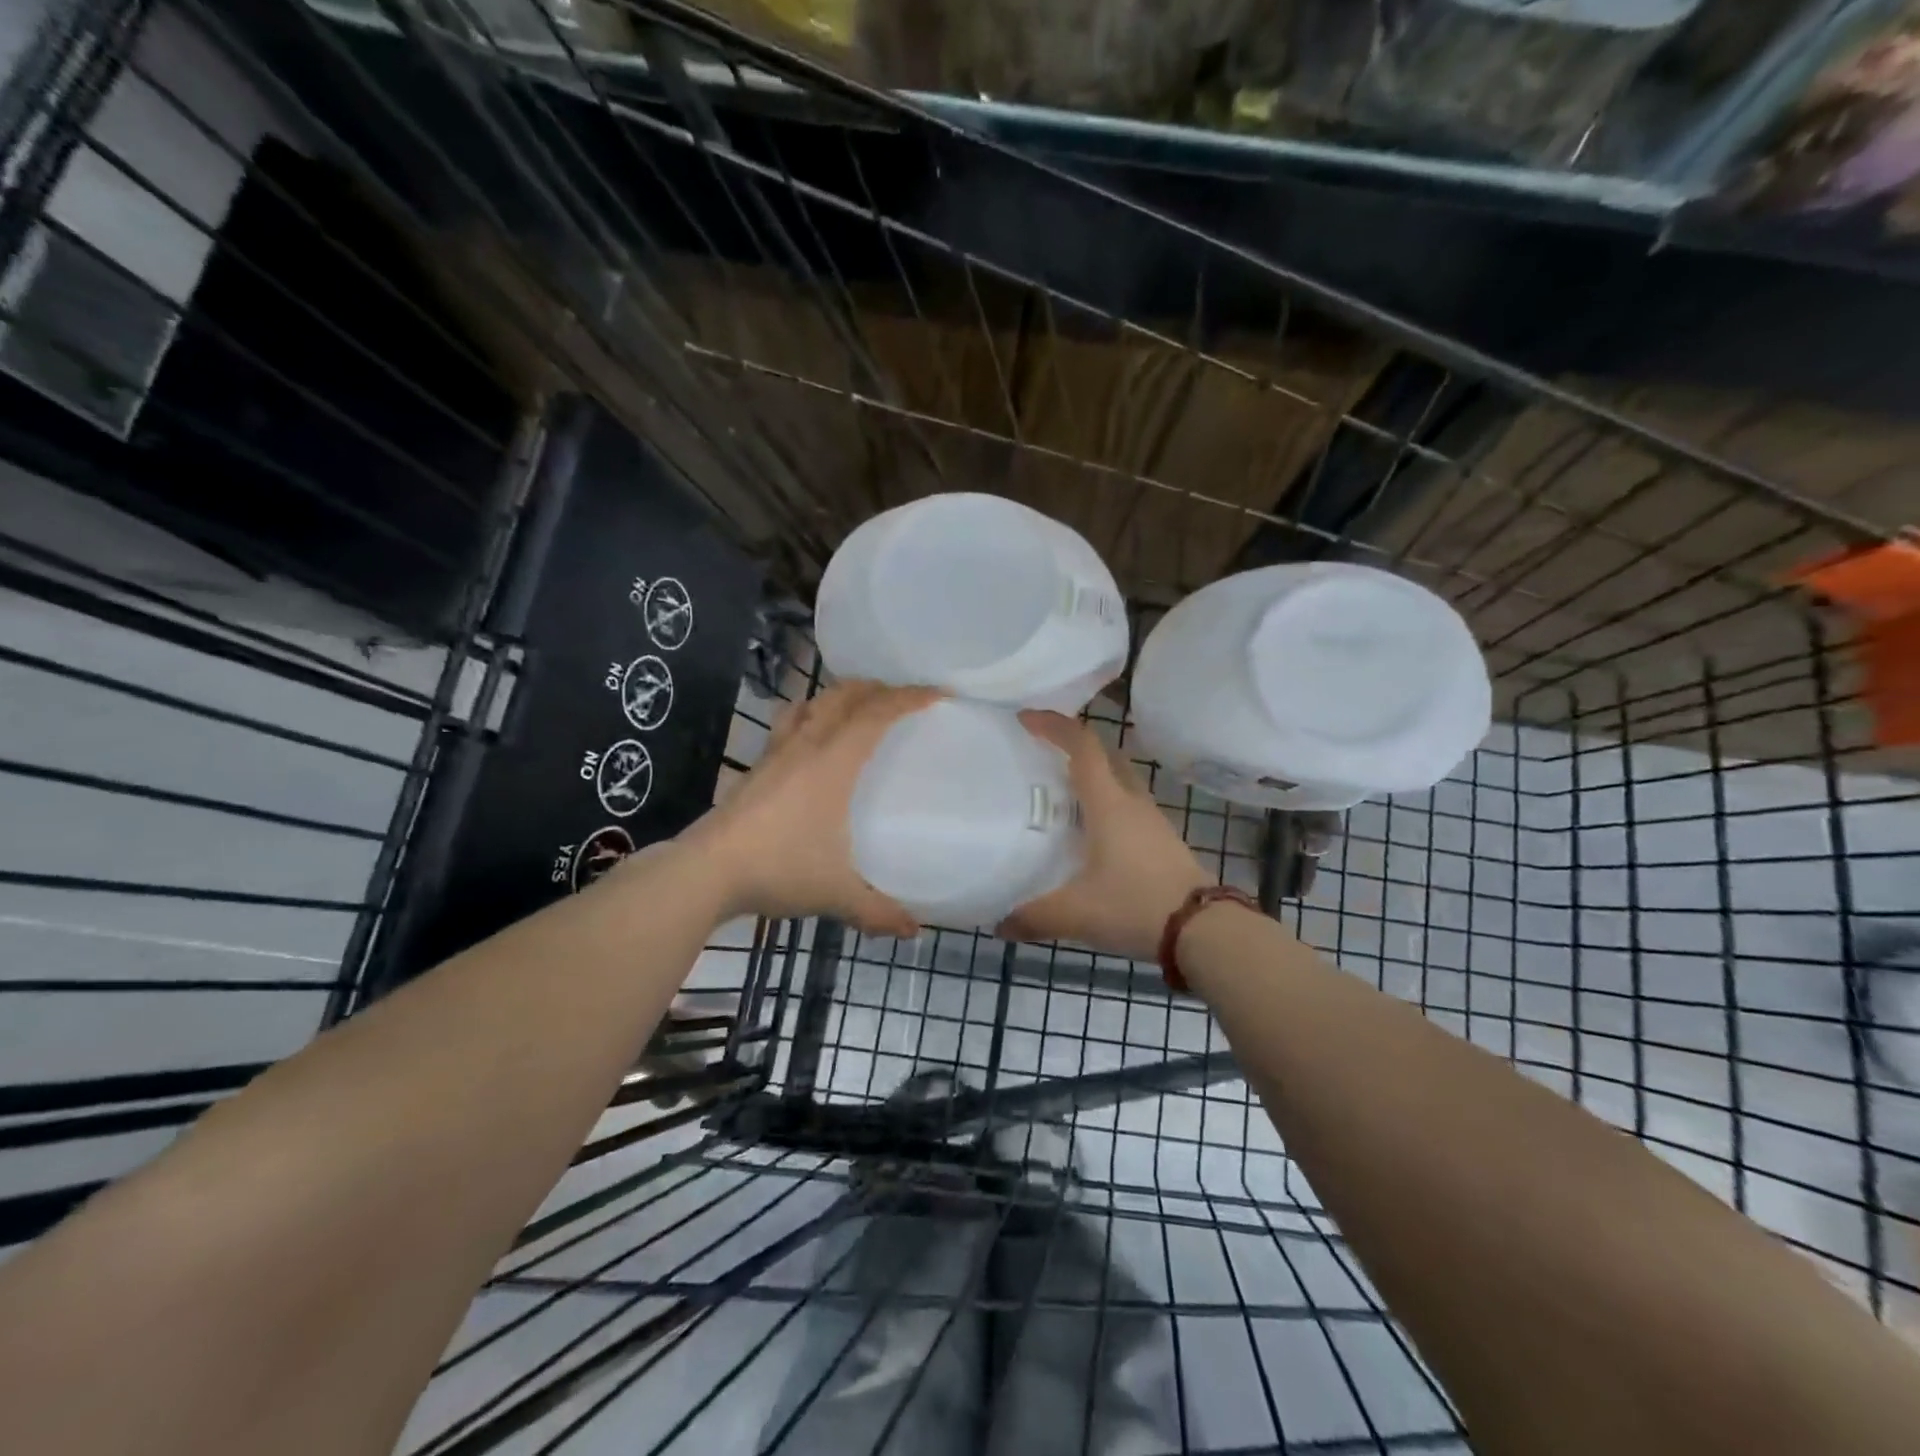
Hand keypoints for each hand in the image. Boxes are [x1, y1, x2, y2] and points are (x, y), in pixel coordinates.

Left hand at [680, 681, 939, 936]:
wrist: (705, 872)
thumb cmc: (778, 869)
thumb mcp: (835, 894)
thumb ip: (877, 911)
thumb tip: (913, 930)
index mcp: (833, 762)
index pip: (877, 713)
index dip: (910, 697)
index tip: (938, 693)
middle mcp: (806, 745)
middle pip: (844, 696)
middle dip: (877, 689)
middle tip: (902, 701)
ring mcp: (776, 753)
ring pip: (812, 703)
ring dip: (839, 697)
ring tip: (858, 709)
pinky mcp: (756, 767)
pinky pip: (788, 724)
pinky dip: (809, 716)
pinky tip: (811, 740)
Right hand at [996, 711, 1212, 960]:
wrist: (1203, 930)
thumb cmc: (1135, 905)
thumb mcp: (1076, 913)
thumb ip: (1033, 916)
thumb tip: (999, 924)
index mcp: (1108, 804)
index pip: (1082, 746)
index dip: (1054, 725)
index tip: (1025, 718)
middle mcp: (1131, 802)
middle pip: (1105, 755)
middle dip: (1073, 745)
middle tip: (1041, 754)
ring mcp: (1152, 821)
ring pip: (1119, 781)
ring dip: (1092, 776)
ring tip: (1060, 794)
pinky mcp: (1162, 841)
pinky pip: (1128, 807)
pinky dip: (1106, 805)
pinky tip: (1089, 835)